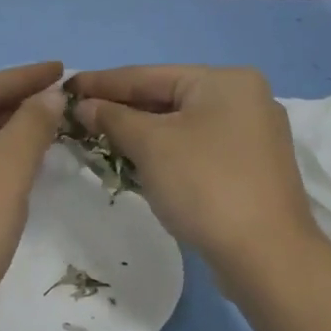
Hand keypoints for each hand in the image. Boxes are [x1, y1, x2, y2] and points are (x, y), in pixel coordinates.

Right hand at [67, 65, 318, 274]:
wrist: (266, 256)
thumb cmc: (205, 185)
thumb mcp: (151, 145)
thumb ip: (113, 118)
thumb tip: (85, 105)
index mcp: (225, 80)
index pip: (148, 75)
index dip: (101, 82)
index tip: (64, 88)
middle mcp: (244, 98)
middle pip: (167, 97)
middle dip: (121, 110)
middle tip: (76, 118)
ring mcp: (251, 135)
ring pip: (181, 125)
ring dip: (140, 134)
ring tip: (97, 139)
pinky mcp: (250, 168)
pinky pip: (196, 148)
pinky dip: (165, 153)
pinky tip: (137, 163)